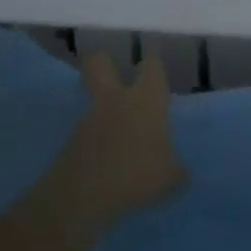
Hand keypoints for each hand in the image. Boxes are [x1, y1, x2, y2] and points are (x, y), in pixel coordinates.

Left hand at [41, 54, 188, 235]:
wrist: (81, 195)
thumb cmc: (135, 173)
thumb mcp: (170, 177)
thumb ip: (176, 168)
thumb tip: (178, 170)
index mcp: (145, 99)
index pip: (151, 66)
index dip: (154, 60)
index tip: (155, 55)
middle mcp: (116, 99)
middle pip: (99, 63)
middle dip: (104, 61)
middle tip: (115, 70)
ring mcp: (89, 119)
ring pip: (94, 100)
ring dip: (104, 109)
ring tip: (120, 131)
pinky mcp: (71, 142)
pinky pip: (87, 132)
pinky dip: (97, 140)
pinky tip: (109, 159)